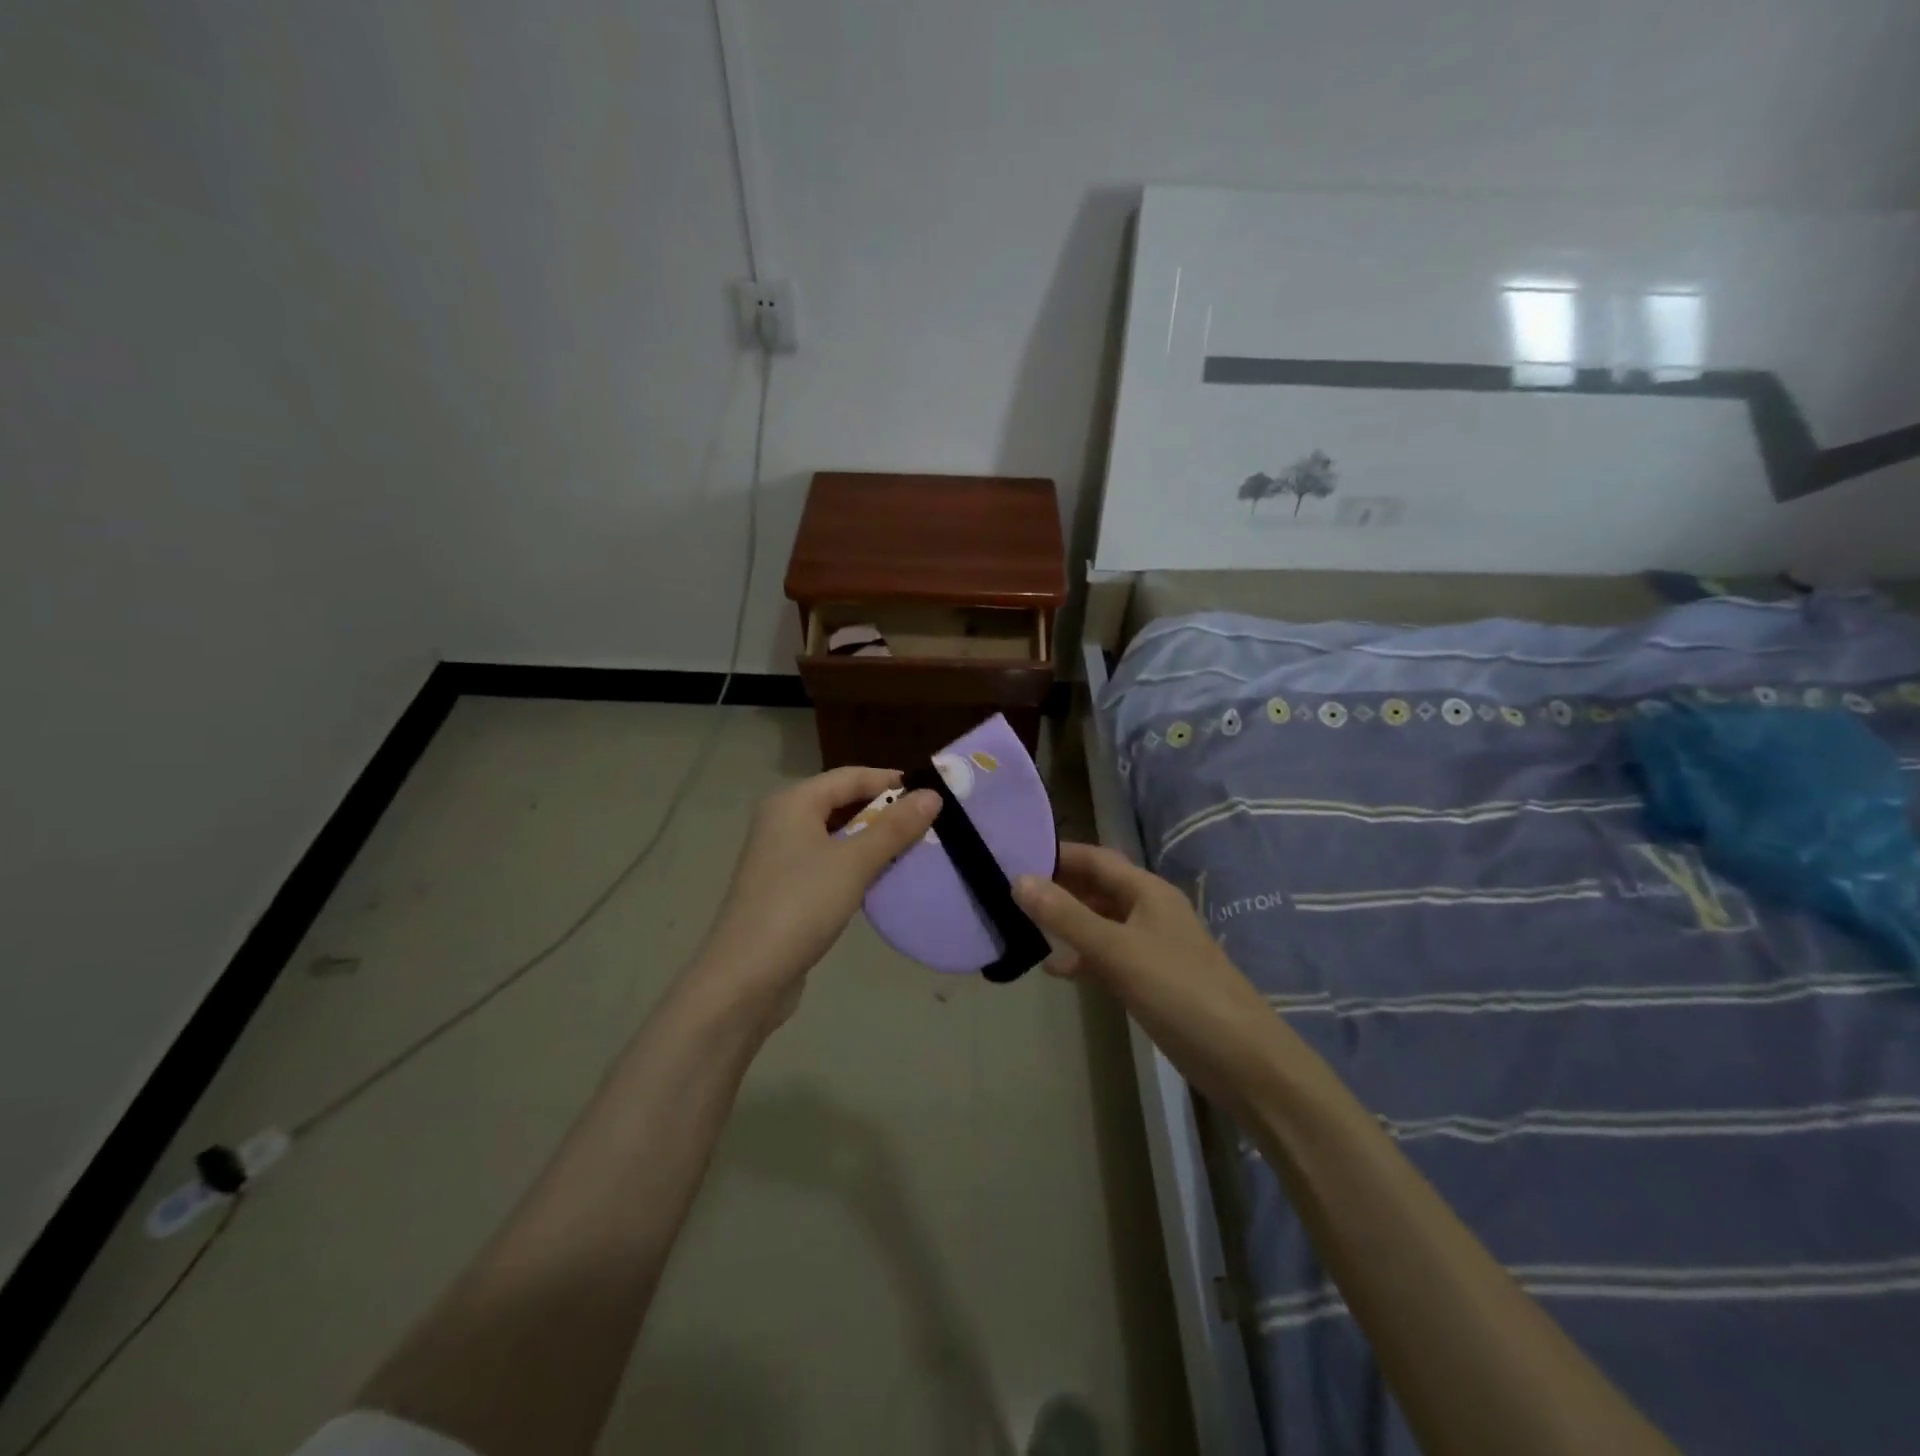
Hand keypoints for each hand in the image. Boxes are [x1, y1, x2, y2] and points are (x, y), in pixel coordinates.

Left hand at [693, 767, 939, 1021]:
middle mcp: (782, 820)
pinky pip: (828, 861)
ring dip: (872, 840)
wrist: (746, 977)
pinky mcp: (783, 887)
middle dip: (884, 811)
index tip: (933, 795)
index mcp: (793, 802)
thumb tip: (932, 794)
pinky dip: (855, 863)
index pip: (851, 775)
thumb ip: (894, 828)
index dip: (892, 781)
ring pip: (836, 834)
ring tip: (912, 851)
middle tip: (928, 825)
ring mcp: (780, 855)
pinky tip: (879, 879)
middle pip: (842, 802)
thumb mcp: (854, 863)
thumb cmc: (800, 906)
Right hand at [1014, 843, 1284, 1112]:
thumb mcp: (1116, 950)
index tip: (1016, 852)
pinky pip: (1109, 955)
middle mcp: (1149, 910)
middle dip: (1059, 886)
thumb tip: (1019, 879)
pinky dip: (1083, 957)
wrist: (1240, 1057)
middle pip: (1098, 887)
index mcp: (1147, 891)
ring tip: (1023, 925)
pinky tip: (1057, 969)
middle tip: (1010, 889)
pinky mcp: (1152, 978)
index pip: (1096, 858)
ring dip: (1067, 922)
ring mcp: (1152, 945)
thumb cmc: (1178, 990)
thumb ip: (1066, 916)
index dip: (1059, 853)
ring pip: (1101, 922)